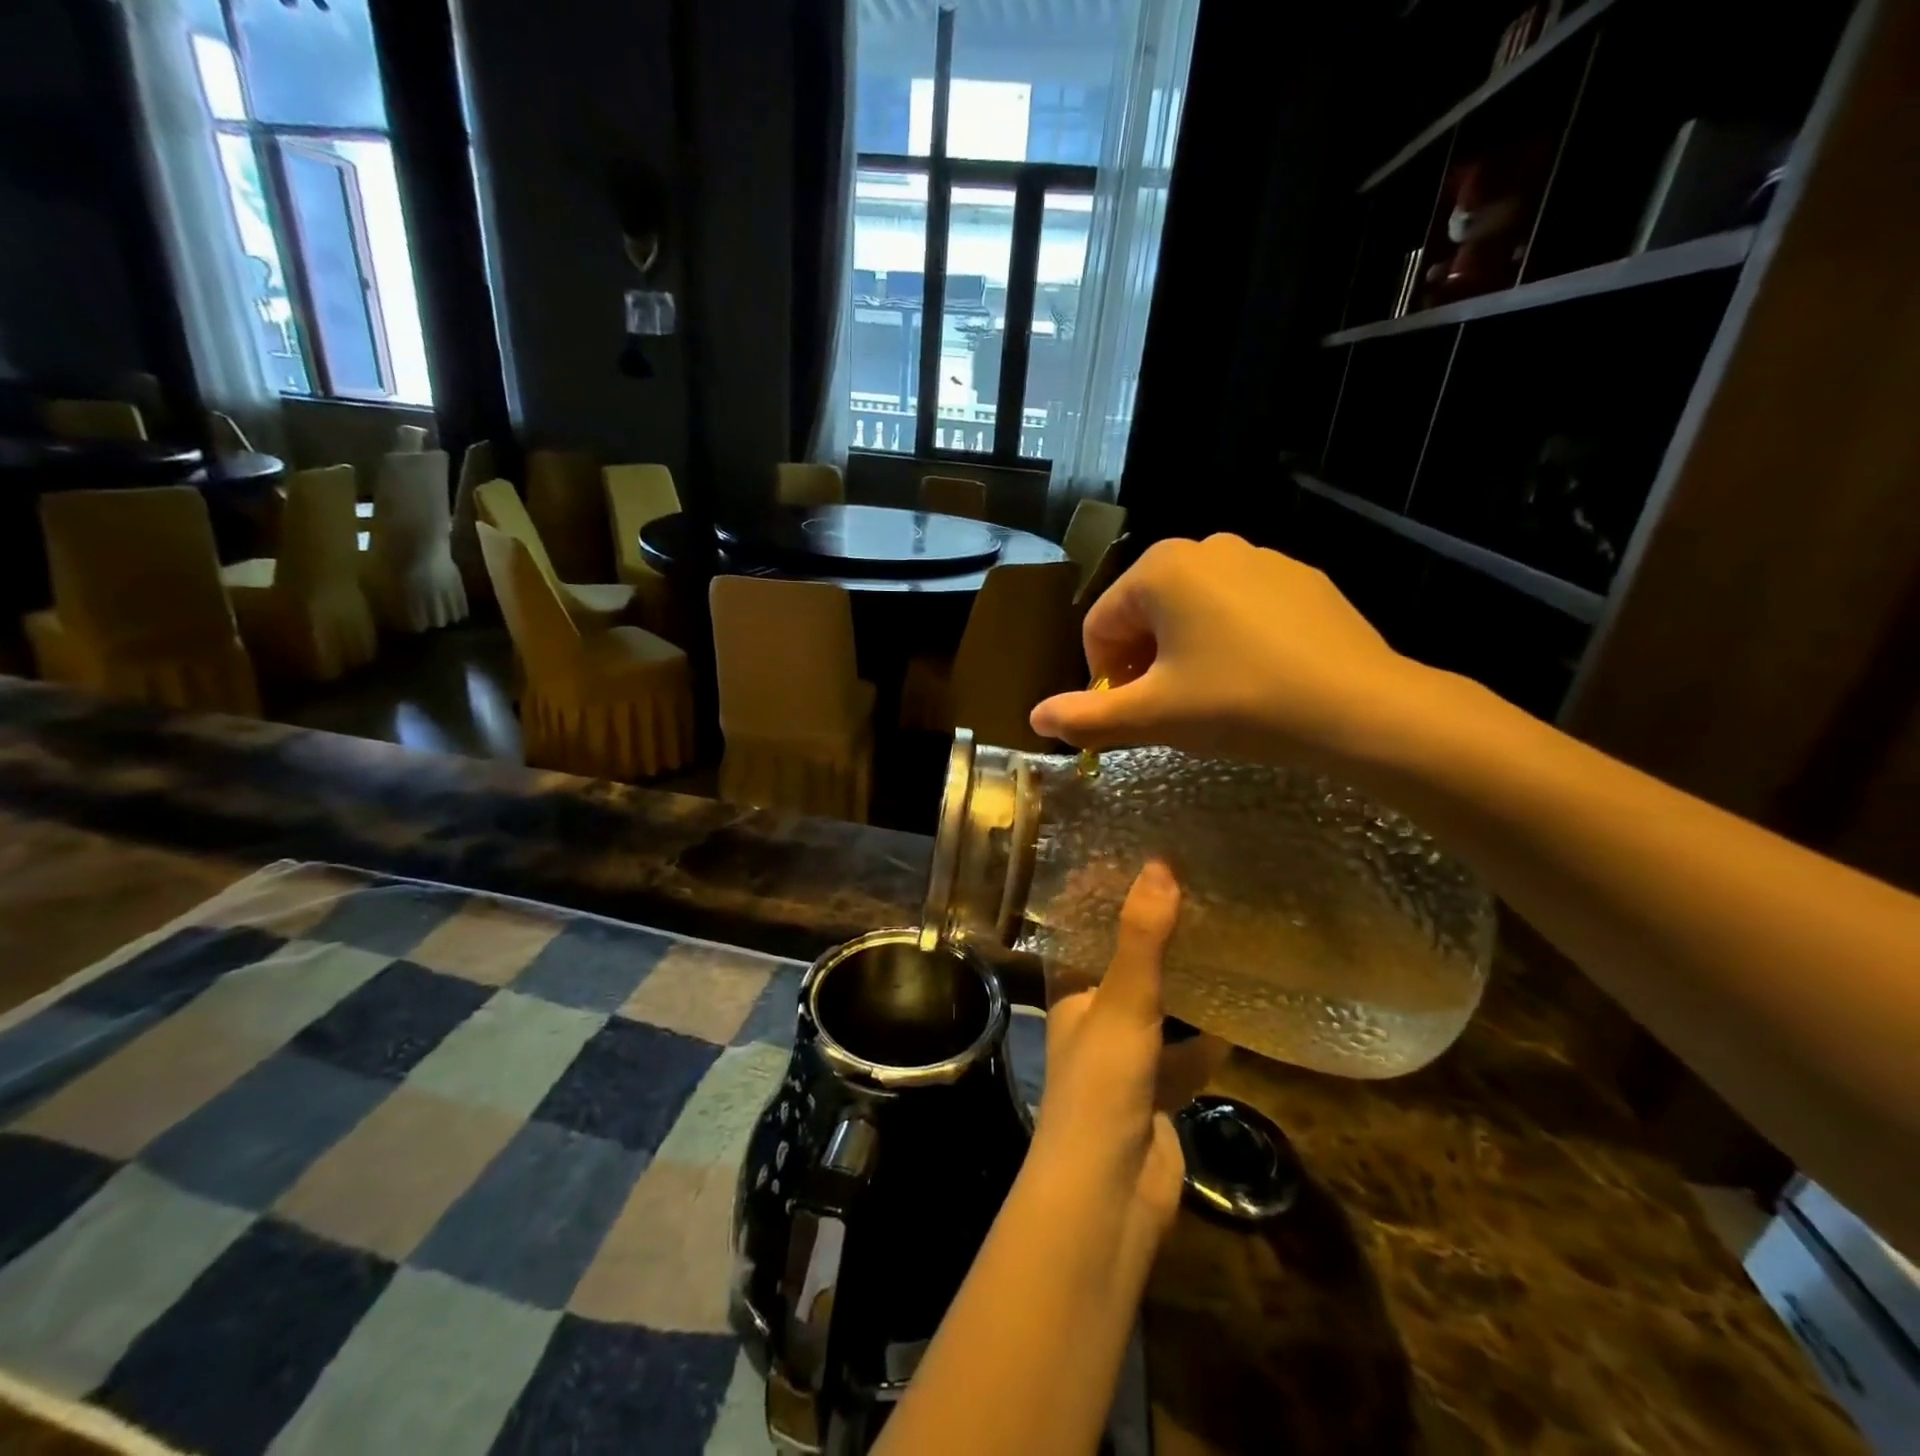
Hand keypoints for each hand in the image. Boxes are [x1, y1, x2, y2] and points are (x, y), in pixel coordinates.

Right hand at [1030, 534, 1429, 772]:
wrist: (1360, 708)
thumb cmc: (1239, 703)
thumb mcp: (1152, 716)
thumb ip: (1085, 718)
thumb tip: (1034, 717)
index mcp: (1160, 569)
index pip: (1099, 625)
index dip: (1101, 677)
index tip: (1127, 716)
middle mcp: (1205, 546)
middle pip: (1143, 613)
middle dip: (1141, 663)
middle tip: (1166, 710)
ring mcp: (1259, 557)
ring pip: (1191, 610)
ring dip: (1181, 652)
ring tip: (1209, 698)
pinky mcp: (1299, 578)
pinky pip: (1238, 608)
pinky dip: (1228, 640)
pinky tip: (1253, 679)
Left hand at [1034, 862, 1226, 1236]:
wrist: (1110, 1194)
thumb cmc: (1102, 1086)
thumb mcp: (1123, 1002)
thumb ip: (1142, 939)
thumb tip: (1159, 866)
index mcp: (1070, 993)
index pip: (1082, 932)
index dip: (1102, 900)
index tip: (1137, 864)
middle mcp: (1093, 1020)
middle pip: (1124, 968)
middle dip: (1153, 939)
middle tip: (1193, 895)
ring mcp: (1126, 1059)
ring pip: (1159, 1010)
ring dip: (1184, 985)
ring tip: (1220, 939)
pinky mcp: (1158, 1092)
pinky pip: (1187, 1054)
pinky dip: (1209, 1038)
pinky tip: (1243, 1011)